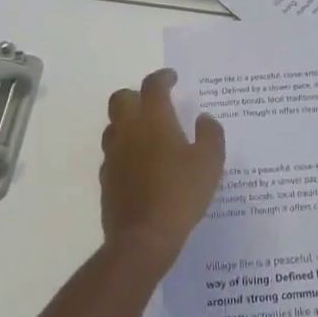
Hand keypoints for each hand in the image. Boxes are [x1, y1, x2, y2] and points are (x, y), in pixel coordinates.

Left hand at [100, 69, 225, 274]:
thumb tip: (204, 118)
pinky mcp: (106, 179)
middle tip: (154, 103)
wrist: (142, 239)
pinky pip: (112, 153)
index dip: (162, 77)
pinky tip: (139, 163)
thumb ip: (210, 134)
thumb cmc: (180, 194)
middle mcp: (128, 131)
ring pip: (113, 125)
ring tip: (147, 132)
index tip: (172, 78)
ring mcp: (113, 155)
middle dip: (136, 94)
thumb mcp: (210, 163)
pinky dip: (124, 149)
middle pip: (121, 99)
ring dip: (127, 121)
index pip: (152, 86)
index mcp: (153, 121)